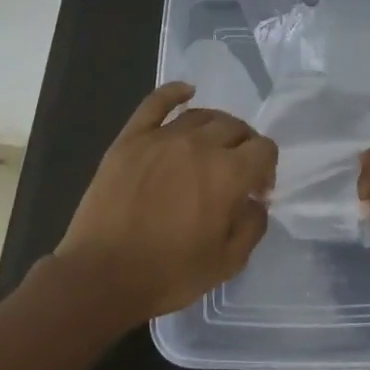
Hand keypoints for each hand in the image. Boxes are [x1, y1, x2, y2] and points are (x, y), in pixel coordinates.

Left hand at [57, 82, 277, 321]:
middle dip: (245, 147)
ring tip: (214, 147)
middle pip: (235, 128)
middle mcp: (199, 145)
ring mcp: (161, 138)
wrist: (102, 277)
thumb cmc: (169, 274)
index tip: (256, 192)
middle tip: (236, 173)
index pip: (264, 149)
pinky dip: (174, 93)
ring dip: (217, 128)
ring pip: (201, 115)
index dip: (267, 169)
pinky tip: (186, 92)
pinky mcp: (130, 139)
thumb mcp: (228, 262)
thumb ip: (253, 225)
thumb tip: (256, 201)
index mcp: (229, 174)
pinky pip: (155, 103)